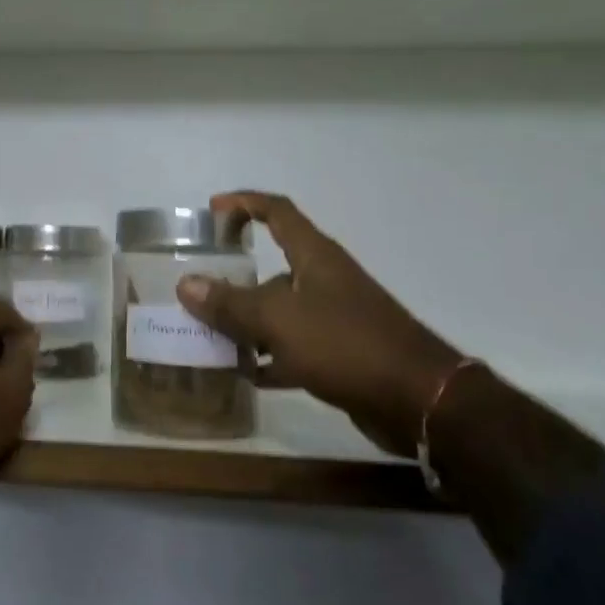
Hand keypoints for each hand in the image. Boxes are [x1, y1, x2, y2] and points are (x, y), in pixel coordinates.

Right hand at [175, 192, 464, 456]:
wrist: (419, 400)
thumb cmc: (346, 344)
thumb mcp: (279, 321)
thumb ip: (231, 304)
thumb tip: (185, 284)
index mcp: (314, 257)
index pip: (277, 211)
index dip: (243, 203)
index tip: (211, 210)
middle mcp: (324, 279)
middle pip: (273, 267)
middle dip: (235, 279)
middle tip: (198, 292)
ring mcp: (336, 317)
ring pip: (281, 310)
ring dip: (249, 322)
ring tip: (211, 337)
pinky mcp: (342, 353)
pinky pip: (295, 347)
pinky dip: (271, 357)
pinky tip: (248, 375)